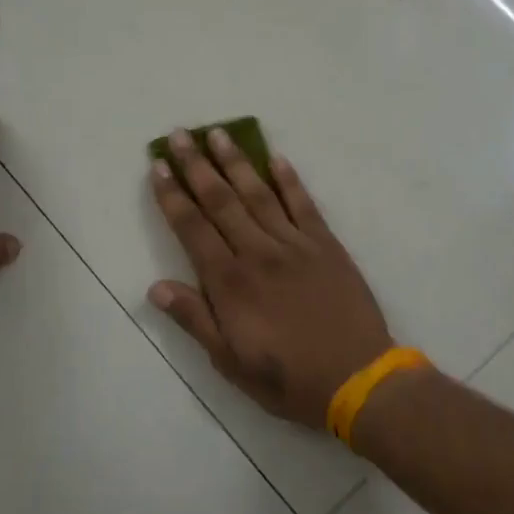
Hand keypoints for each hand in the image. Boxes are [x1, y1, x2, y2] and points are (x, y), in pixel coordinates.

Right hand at [148, 129, 392, 431]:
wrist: (358, 379)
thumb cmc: (288, 379)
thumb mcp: (230, 362)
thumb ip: (194, 320)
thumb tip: (156, 287)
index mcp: (230, 283)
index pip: (192, 228)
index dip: (172, 196)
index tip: (158, 167)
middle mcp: (258, 253)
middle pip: (221, 200)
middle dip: (196, 165)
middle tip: (179, 134)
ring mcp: (295, 245)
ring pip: (258, 194)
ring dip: (236, 162)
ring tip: (218, 133)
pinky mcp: (326, 245)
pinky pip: (304, 204)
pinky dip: (289, 179)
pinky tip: (276, 158)